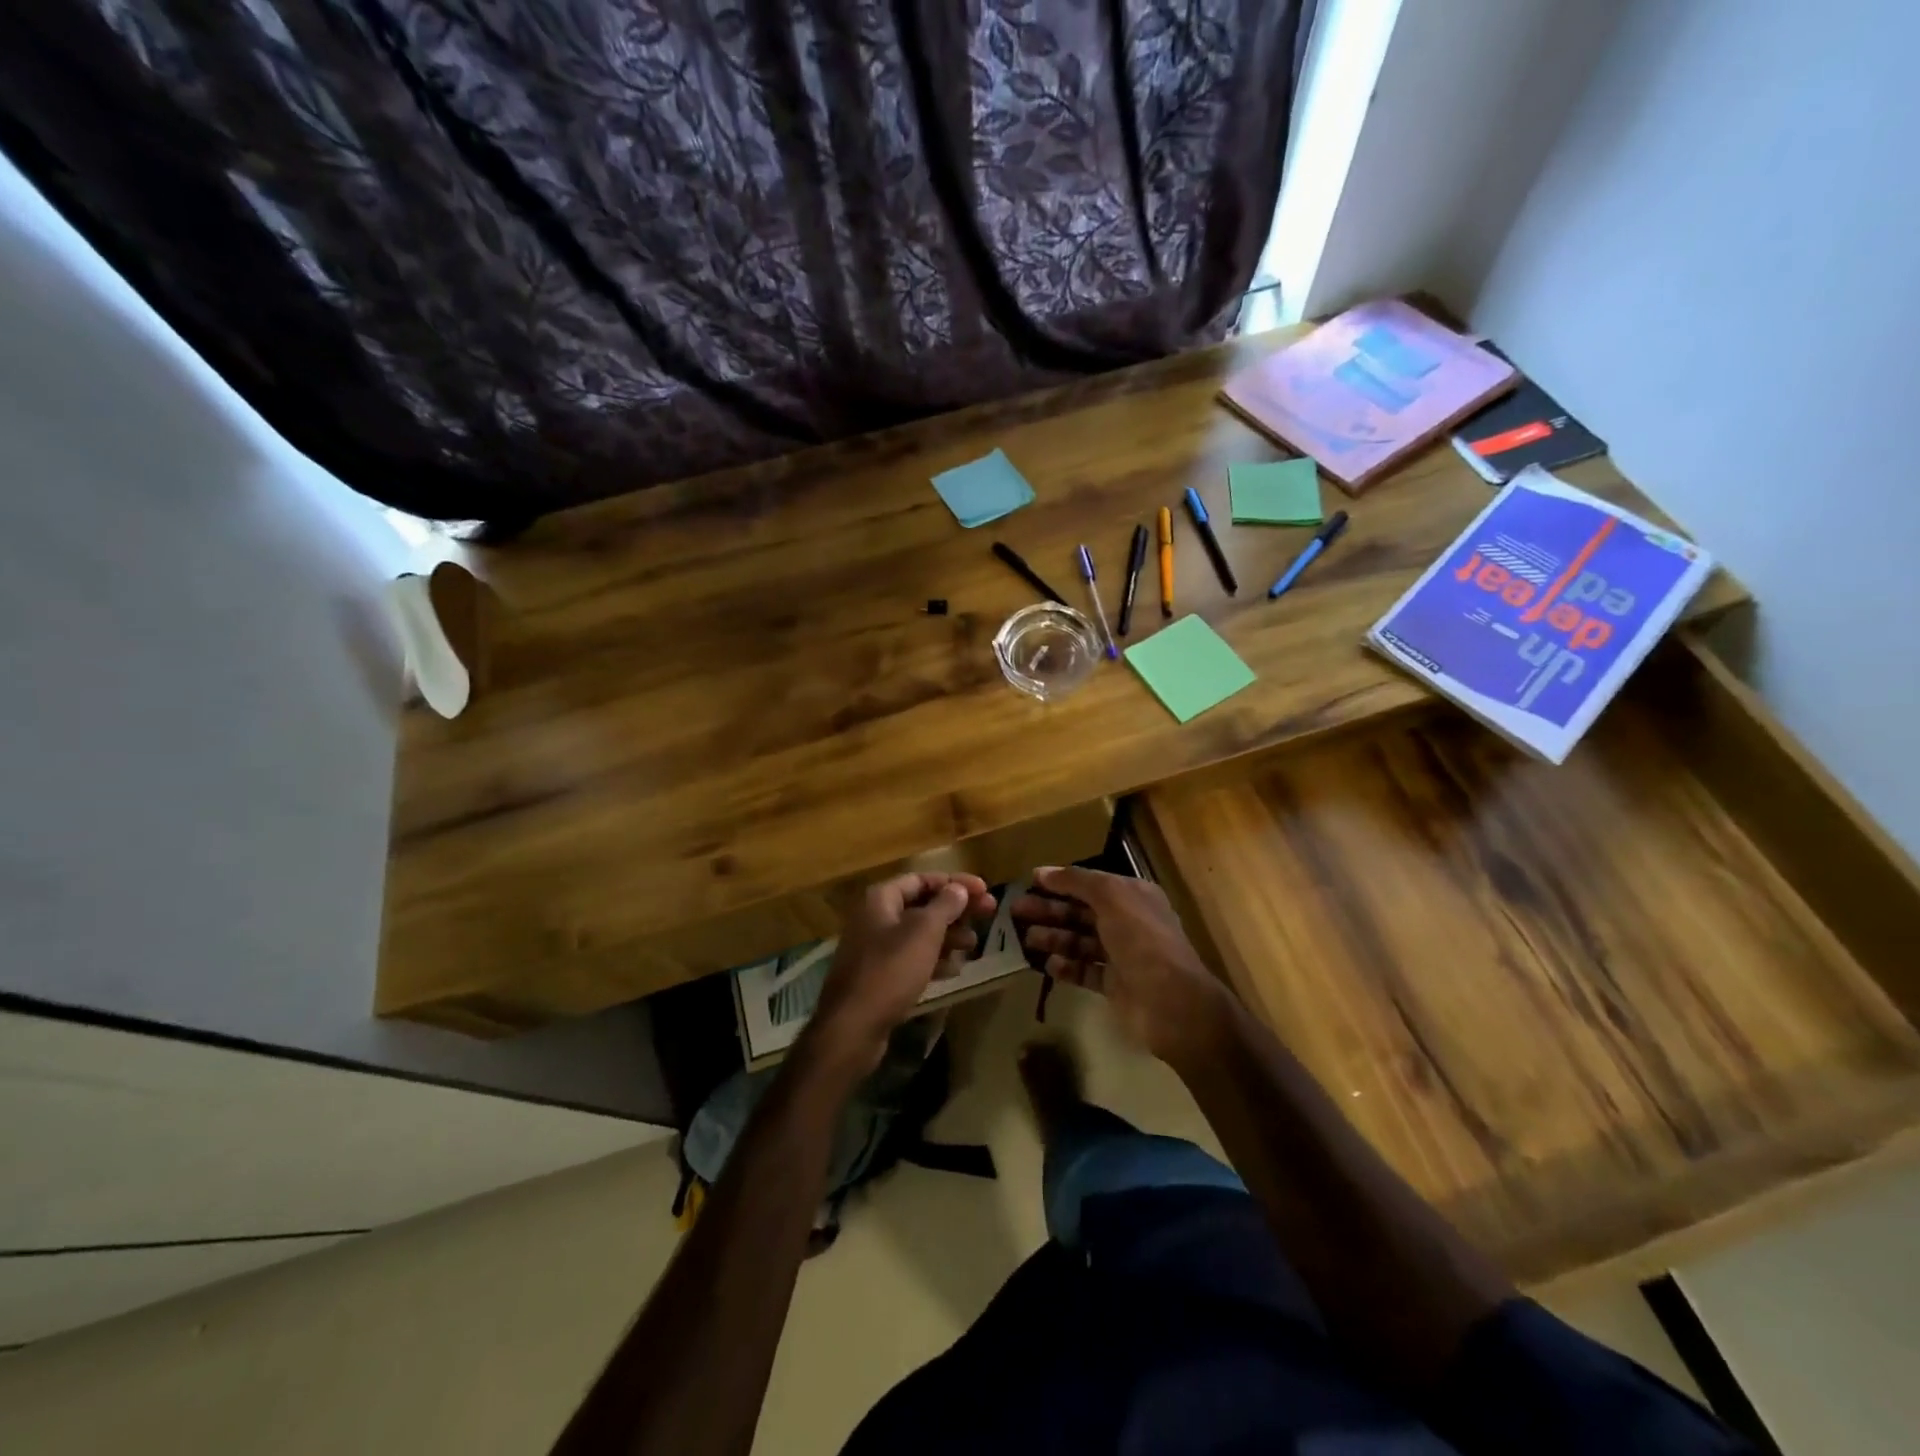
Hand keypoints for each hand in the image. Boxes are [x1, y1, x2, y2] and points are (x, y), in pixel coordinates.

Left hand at [801, 872, 995, 1079]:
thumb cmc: (890, 970)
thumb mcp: (923, 932)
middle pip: (923, 905)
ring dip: (948, 935)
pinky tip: (954, 969)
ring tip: (974, 944)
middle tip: (990, 913)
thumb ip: (944, 906)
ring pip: (919, 933)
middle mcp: (876, 917)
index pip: (923, 879)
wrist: (852, 1027)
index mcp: (881, 898)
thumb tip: (958, 889)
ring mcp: (876, 948)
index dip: (955, 882)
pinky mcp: (879, 976)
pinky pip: (912, 959)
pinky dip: (934, 959)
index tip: (985, 889)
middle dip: (956, 909)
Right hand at [1011, 866, 1234, 1068]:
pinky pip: (1085, 970)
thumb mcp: (1111, 897)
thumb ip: (1076, 881)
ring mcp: (1122, 955)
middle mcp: (1128, 922)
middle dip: (1050, 910)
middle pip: (1081, 912)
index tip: (1029, 882)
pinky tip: (1048, 965)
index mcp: (1133, 896)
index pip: (1090, 884)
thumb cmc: (1141, 939)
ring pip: (1080, 941)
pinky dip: (1066, 967)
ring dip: (1054, 937)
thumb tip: (1042, 871)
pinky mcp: (1114, 985)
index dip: (1060, 882)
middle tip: (1016, 911)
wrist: (1171, 1002)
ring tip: (1027, 939)